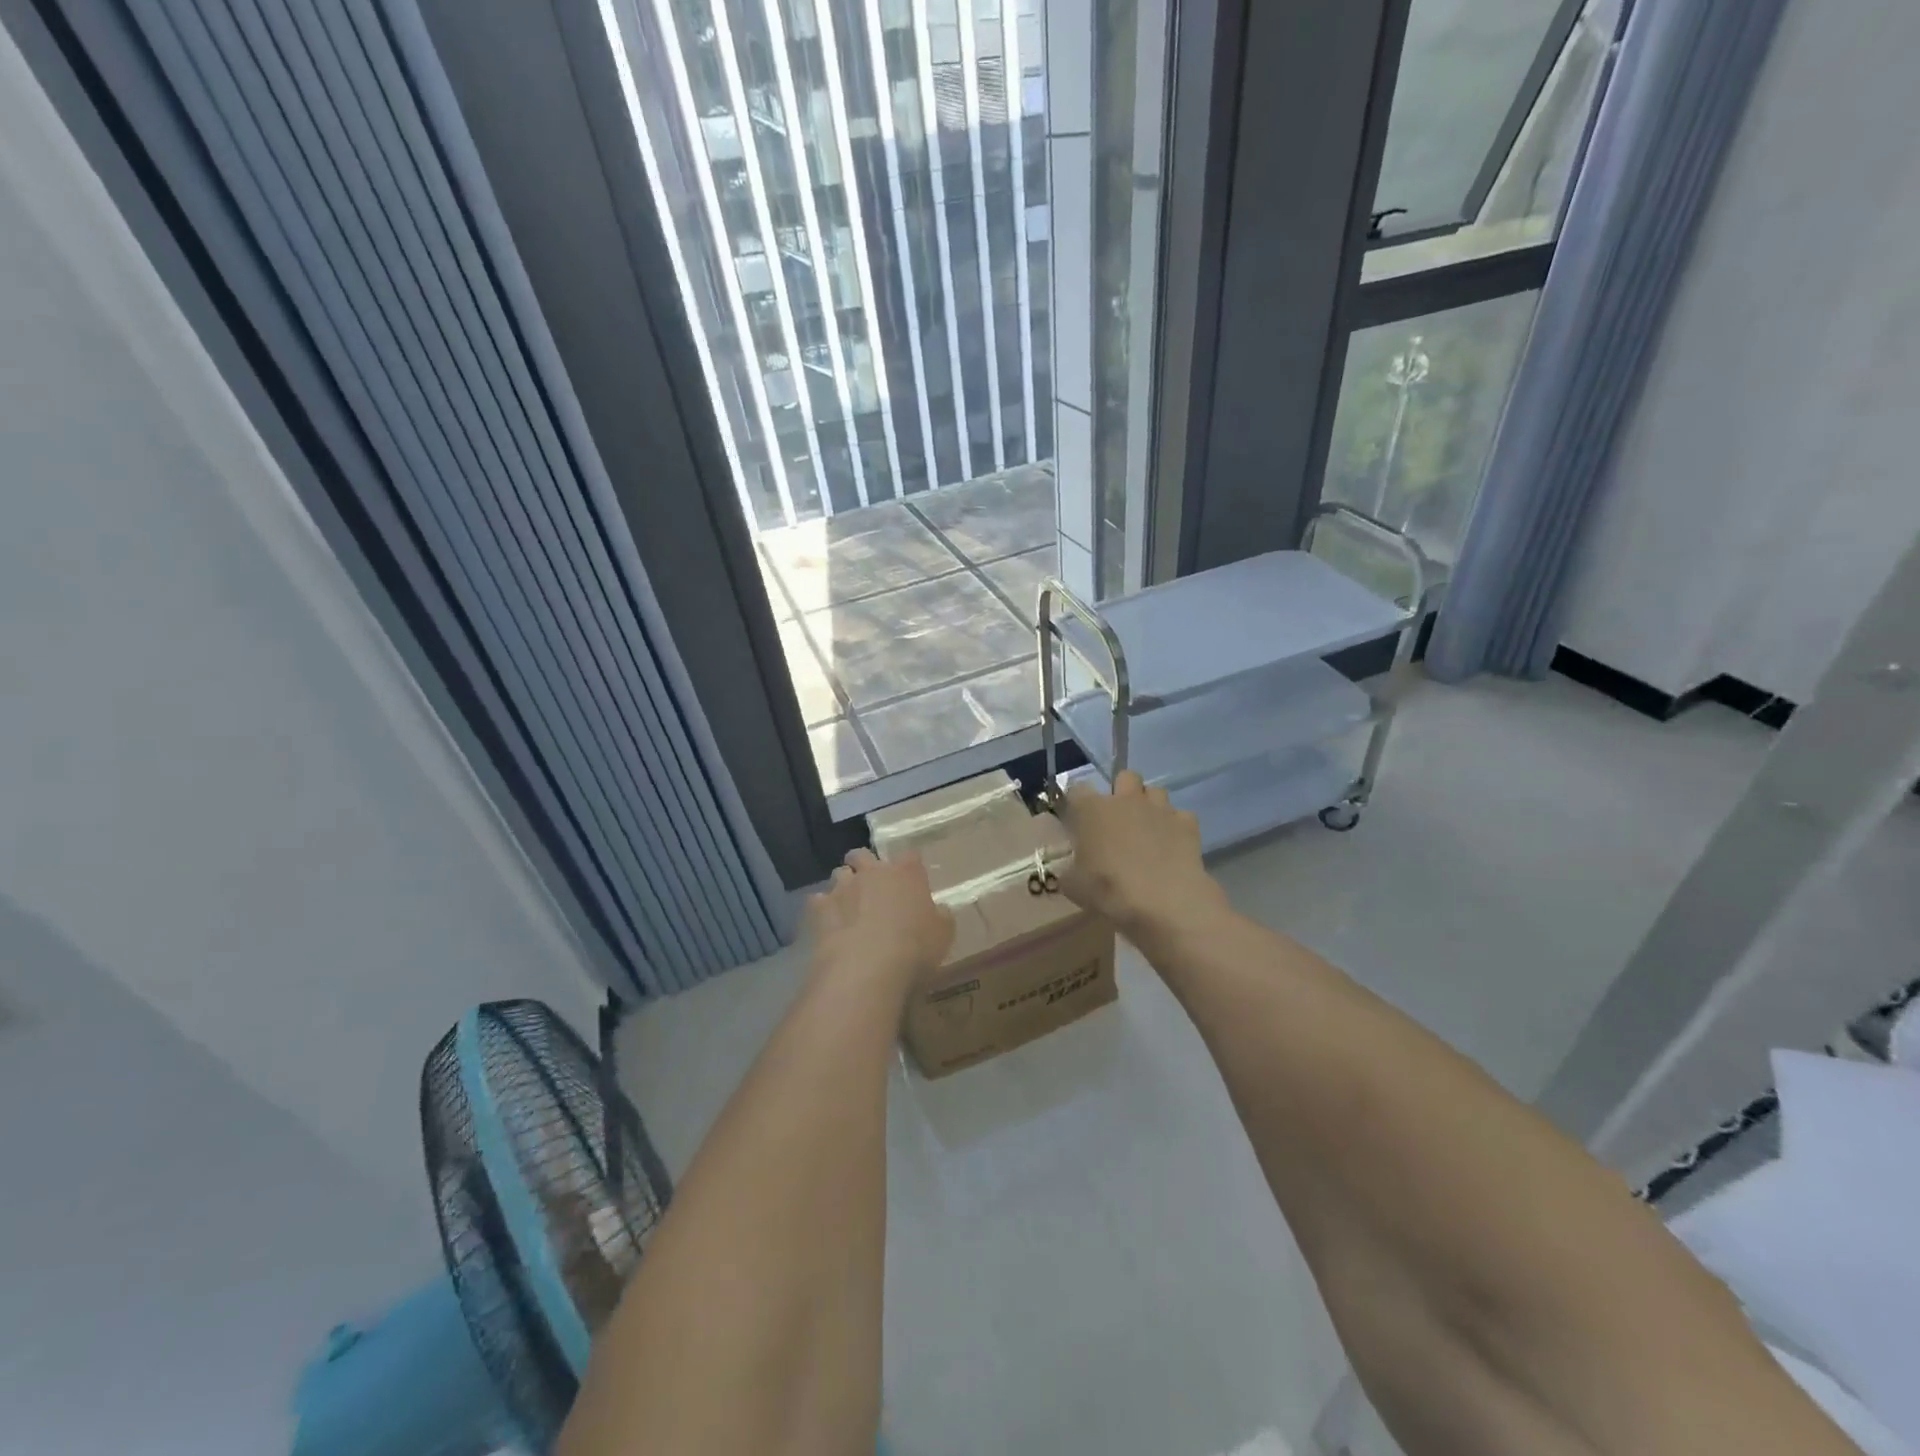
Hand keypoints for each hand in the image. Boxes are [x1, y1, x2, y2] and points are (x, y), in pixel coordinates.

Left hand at [805, 848, 953, 992]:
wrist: (867, 967)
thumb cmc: (914, 948)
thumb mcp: (943, 935)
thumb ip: (941, 917)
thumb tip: (939, 910)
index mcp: (907, 873)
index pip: (911, 857)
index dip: (910, 867)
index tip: (912, 881)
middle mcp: (873, 872)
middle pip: (863, 855)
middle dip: (864, 865)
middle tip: (872, 886)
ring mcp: (843, 887)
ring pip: (839, 874)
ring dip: (844, 885)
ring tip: (849, 906)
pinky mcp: (820, 908)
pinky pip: (818, 900)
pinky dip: (823, 909)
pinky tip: (829, 924)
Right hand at [1060, 771, 1226, 942]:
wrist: (1164, 901)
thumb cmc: (1110, 889)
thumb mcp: (1074, 887)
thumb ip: (1068, 872)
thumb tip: (1068, 871)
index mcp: (1092, 809)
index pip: (1077, 789)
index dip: (1077, 802)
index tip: (1078, 819)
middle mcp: (1126, 799)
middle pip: (1125, 777)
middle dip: (1122, 791)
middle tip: (1118, 819)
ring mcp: (1160, 808)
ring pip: (1155, 791)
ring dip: (1149, 805)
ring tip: (1148, 829)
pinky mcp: (1187, 823)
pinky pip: (1180, 815)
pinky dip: (1175, 826)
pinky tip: (1172, 845)